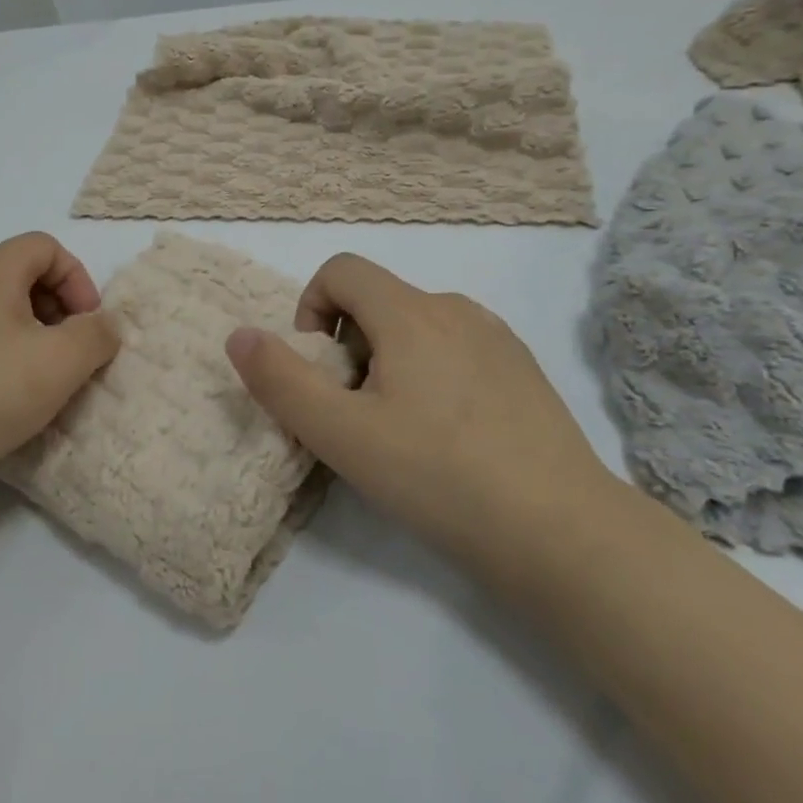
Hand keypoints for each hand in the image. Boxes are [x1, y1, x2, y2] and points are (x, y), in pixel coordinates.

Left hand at [0, 233, 119, 505]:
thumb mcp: (61, 363)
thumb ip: (96, 335)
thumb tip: (103, 324)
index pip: (45, 247)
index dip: (78, 279)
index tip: (88, 326)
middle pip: (22, 276)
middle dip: (59, 309)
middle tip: (70, 355)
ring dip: (33, 338)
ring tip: (41, 382)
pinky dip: (3, 358)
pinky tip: (3, 401)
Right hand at [224, 253, 617, 571]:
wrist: (562, 532)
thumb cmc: (438, 476)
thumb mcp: (340, 434)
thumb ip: (280, 379)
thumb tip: (239, 334)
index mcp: (411, 313)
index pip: (341, 270)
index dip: (311, 307)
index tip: (319, 367)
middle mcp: (456, 310)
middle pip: (377, 301)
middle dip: (347, 346)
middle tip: (355, 413)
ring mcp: (497, 339)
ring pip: (416, 327)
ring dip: (388, 362)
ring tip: (399, 430)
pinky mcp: (524, 371)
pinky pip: (455, 350)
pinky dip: (431, 375)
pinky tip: (448, 438)